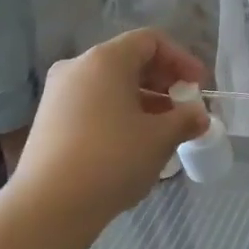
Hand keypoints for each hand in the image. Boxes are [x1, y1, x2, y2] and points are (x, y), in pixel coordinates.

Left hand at [10, 29, 210, 222]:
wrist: (48, 206)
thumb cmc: (112, 159)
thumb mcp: (160, 138)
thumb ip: (185, 120)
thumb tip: (199, 116)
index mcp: (105, 60)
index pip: (150, 41)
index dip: (181, 59)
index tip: (199, 87)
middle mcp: (77, 67)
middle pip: (129, 61)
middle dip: (163, 82)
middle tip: (185, 109)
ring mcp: (58, 94)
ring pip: (110, 85)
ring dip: (143, 101)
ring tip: (164, 131)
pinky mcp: (49, 120)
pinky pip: (93, 104)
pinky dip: (119, 114)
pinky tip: (133, 144)